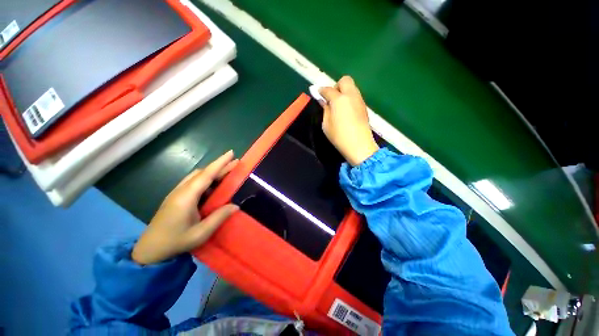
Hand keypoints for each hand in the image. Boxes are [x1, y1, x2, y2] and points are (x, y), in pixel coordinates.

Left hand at [132, 151, 238, 264]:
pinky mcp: (175, 197)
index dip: (220, 163)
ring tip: (227, 172)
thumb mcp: (200, 233)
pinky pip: (193, 182)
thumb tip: (236, 205)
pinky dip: (206, 179)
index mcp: (186, 197)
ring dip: (213, 172)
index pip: (206, 175)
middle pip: (202, 173)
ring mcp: (177, 193)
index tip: (231, 153)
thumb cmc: (175, 242)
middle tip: (235, 163)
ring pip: (197, 176)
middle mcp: (181, 190)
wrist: (149, 250)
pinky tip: (213, 185)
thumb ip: (219, 217)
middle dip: (220, 166)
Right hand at [320, 76, 378, 165]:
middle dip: (336, 86)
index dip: (321, 91)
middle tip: (331, 99)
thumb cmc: (339, 136)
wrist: (359, 145)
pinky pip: (355, 96)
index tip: (317, 93)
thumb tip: (323, 101)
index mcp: (339, 99)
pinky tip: (345, 110)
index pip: (328, 89)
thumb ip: (325, 109)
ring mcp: (359, 100)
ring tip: (338, 105)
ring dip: (344, 92)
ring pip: (352, 87)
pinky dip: (349, 98)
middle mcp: (351, 95)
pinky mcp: (364, 107)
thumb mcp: (326, 124)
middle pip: (345, 80)